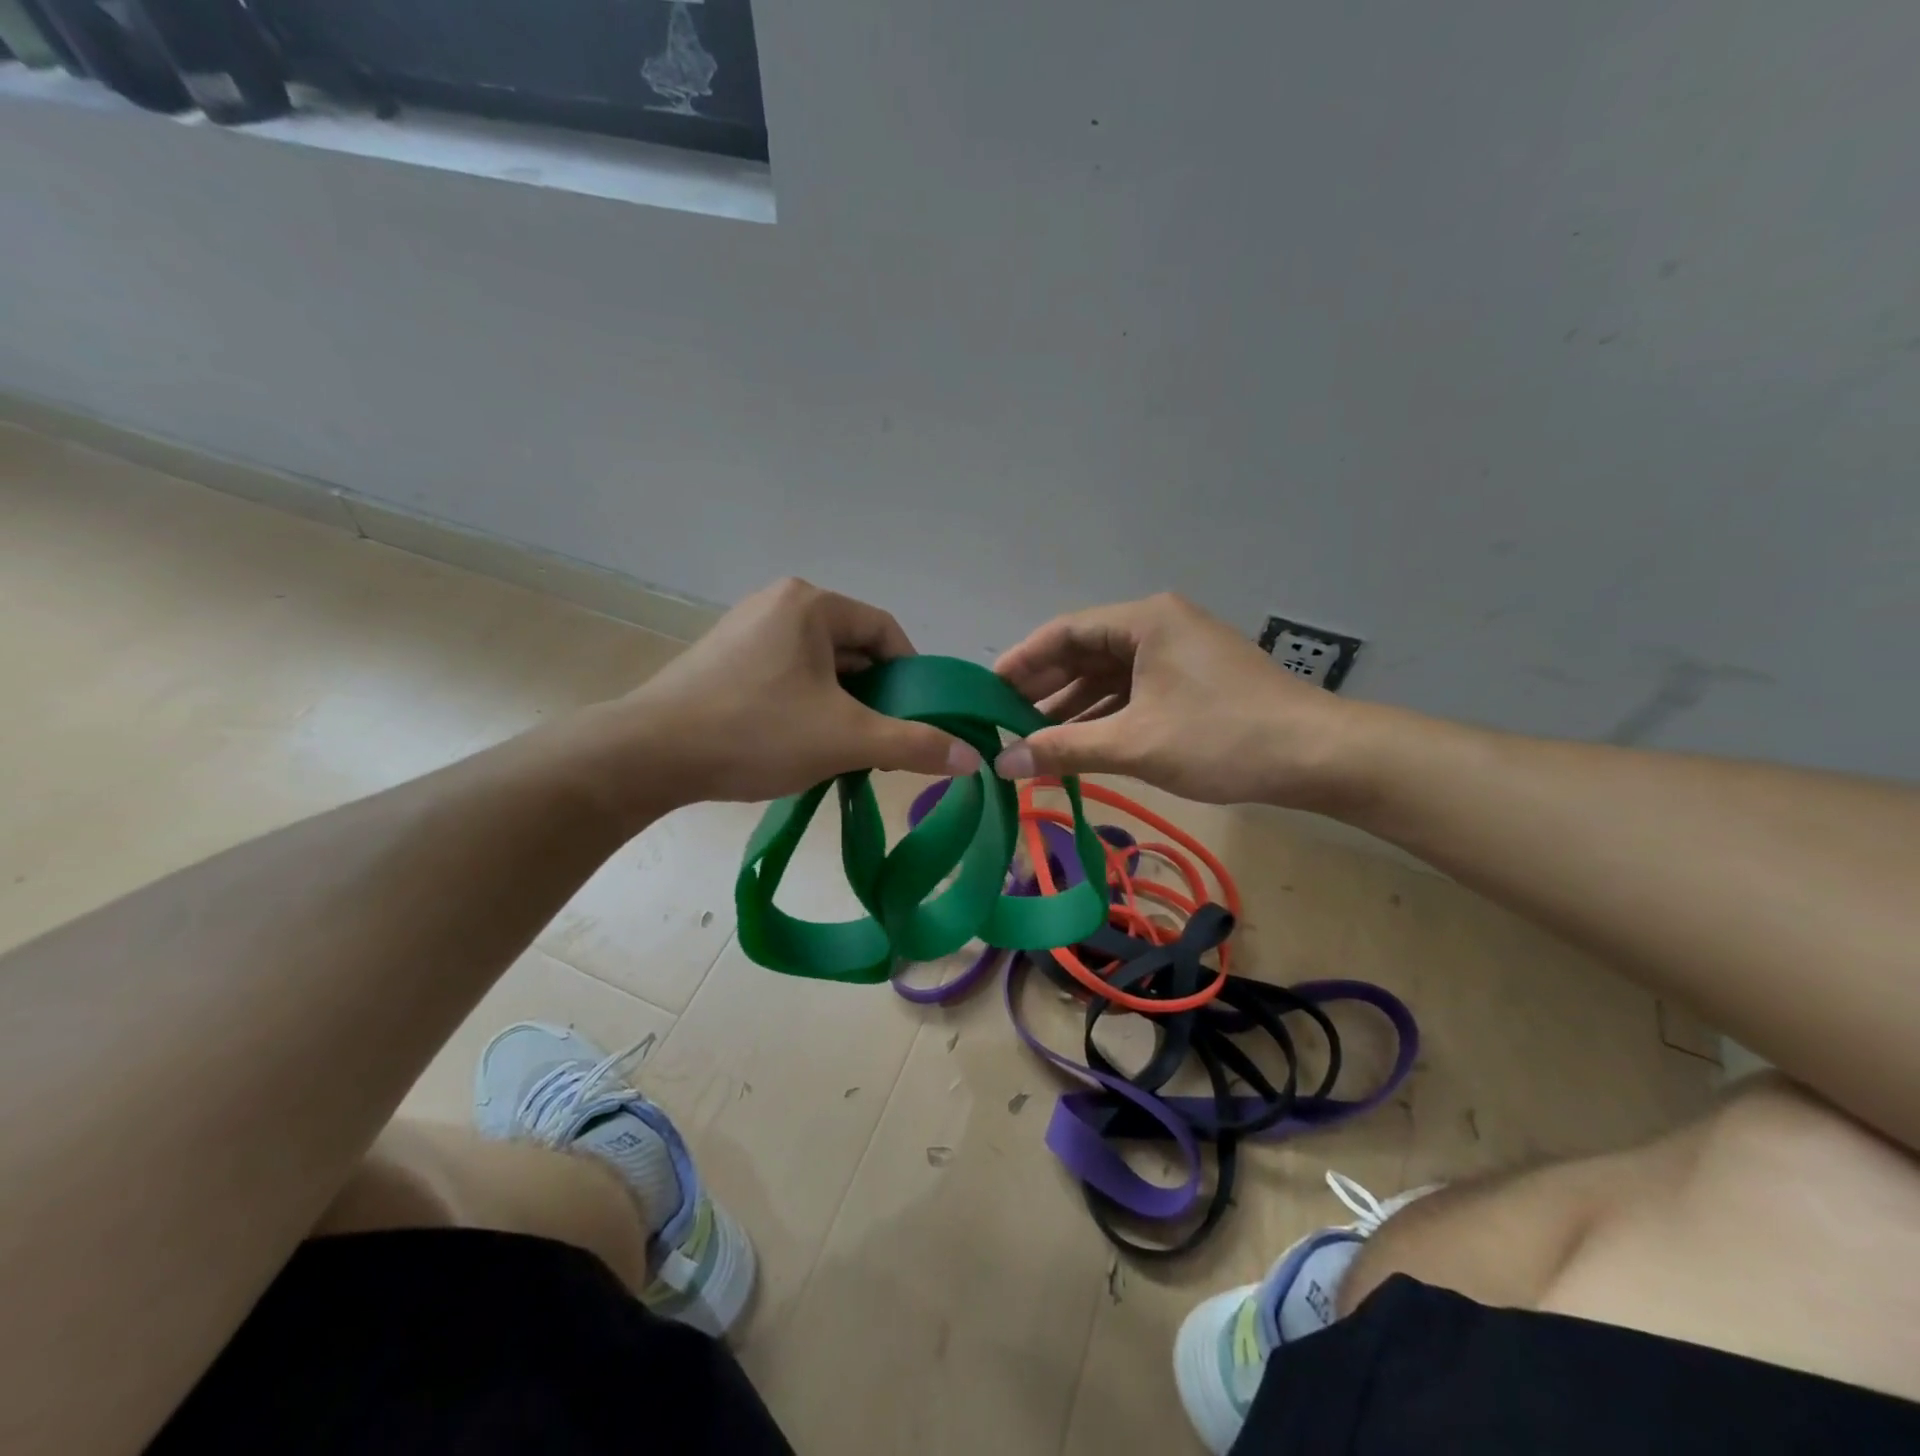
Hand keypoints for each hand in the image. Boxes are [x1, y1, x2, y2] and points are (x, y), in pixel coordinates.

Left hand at [597, 578, 980, 812]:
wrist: (647, 755)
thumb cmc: (755, 733)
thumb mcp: (846, 740)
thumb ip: (914, 745)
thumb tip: (971, 759)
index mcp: (811, 604)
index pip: (885, 633)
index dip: (912, 677)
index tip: (917, 720)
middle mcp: (778, 604)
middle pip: (852, 650)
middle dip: (875, 697)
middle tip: (882, 743)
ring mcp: (746, 630)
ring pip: (820, 667)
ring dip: (842, 706)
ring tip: (844, 750)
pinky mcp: (724, 659)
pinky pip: (787, 676)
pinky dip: (807, 706)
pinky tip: (801, 743)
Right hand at [992, 593, 1360, 807]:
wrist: (1318, 757)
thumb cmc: (1222, 738)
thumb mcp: (1135, 744)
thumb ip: (1063, 749)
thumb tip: (1001, 764)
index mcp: (1144, 621)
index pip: (1063, 633)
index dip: (1020, 662)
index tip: (985, 694)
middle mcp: (1158, 625)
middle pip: (1083, 652)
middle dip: (1043, 689)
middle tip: (1001, 722)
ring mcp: (1177, 653)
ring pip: (1108, 676)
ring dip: (1071, 708)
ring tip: (1031, 741)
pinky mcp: (1191, 680)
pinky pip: (1132, 692)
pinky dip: (1104, 716)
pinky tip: (1078, 745)